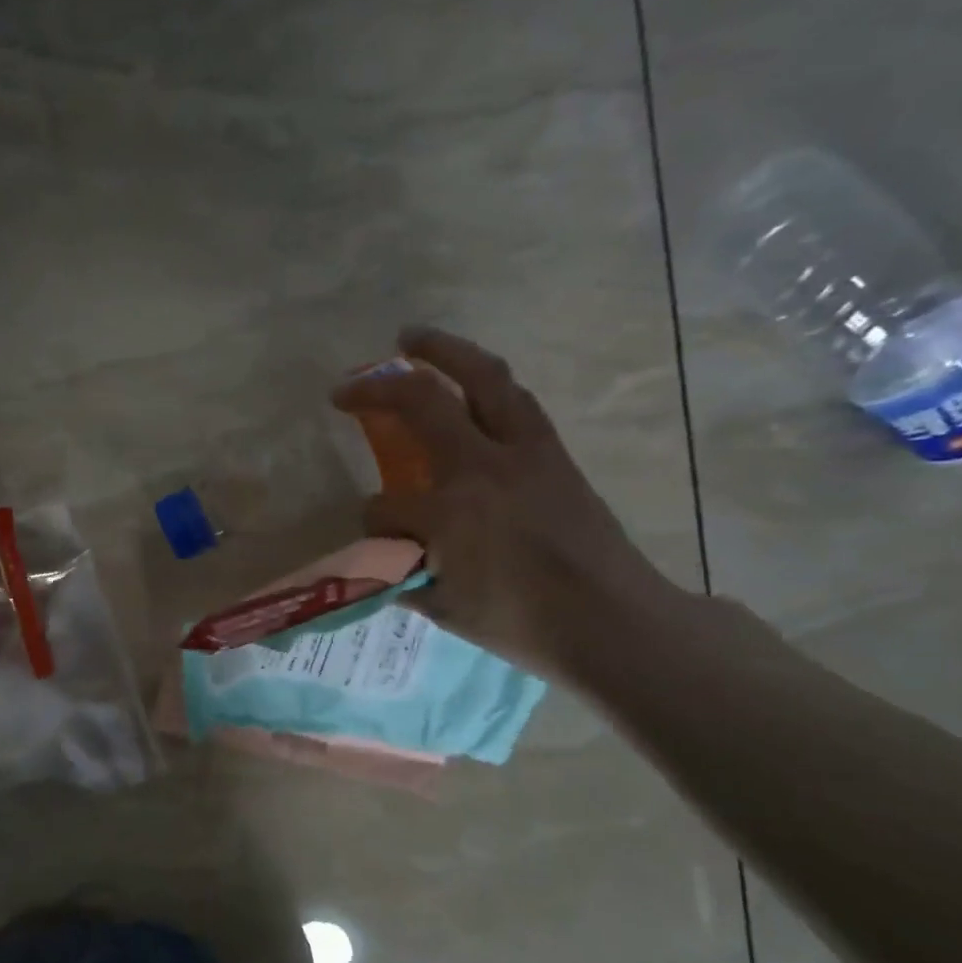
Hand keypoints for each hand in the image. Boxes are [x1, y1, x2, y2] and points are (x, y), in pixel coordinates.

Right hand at [333, 328, 688, 681]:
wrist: (613, 621)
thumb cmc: (523, 624)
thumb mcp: (446, 609)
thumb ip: (402, 575)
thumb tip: (380, 558)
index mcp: (449, 512)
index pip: (385, 506)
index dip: (372, 520)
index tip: (378, 536)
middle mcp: (483, 466)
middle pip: (423, 402)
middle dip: (377, 388)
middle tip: (348, 385)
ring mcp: (525, 452)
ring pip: (483, 377)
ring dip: (443, 351)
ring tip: (412, 338)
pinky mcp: (553, 452)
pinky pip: (514, 399)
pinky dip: (485, 381)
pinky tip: (470, 383)